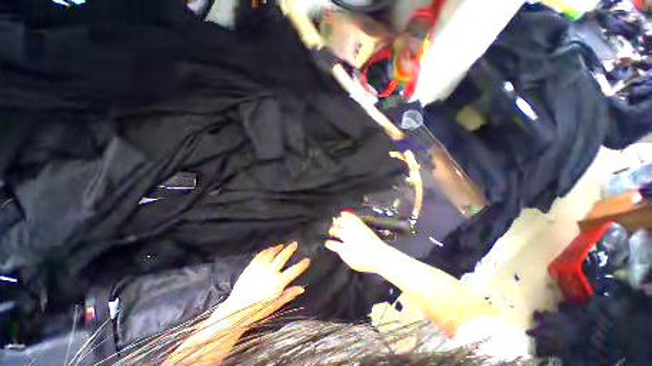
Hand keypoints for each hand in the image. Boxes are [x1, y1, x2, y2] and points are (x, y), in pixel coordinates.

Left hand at [222, 242, 309, 313]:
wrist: (235, 310)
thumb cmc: (257, 310)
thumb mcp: (275, 305)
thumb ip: (288, 295)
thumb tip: (302, 288)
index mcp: (278, 282)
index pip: (294, 271)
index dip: (302, 265)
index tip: (307, 259)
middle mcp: (271, 271)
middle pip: (283, 257)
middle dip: (290, 249)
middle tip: (294, 243)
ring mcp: (260, 268)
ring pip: (271, 253)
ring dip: (277, 248)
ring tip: (281, 245)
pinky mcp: (251, 267)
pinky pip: (260, 255)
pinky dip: (266, 251)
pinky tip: (268, 249)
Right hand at [325, 212, 394, 273]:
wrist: (379, 255)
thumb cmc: (365, 261)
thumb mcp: (351, 261)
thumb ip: (341, 253)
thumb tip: (335, 247)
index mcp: (343, 247)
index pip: (333, 244)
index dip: (329, 243)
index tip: (327, 243)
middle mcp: (347, 236)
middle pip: (336, 231)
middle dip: (332, 230)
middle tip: (330, 231)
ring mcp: (354, 229)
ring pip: (342, 223)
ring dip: (337, 222)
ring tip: (334, 220)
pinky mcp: (361, 225)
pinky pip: (352, 217)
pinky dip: (346, 215)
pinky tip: (343, 213)